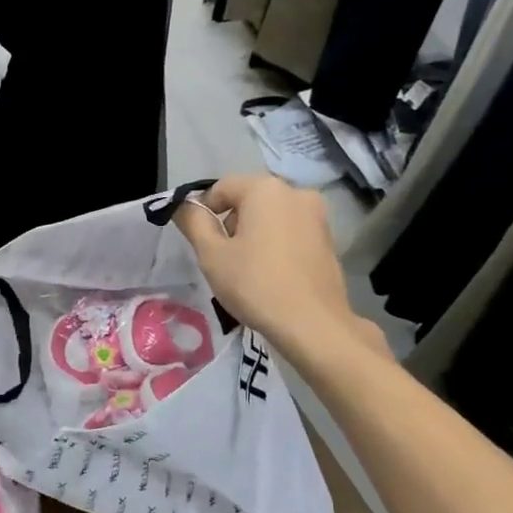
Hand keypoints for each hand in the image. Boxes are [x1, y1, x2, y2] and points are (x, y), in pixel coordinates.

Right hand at [174, 174, 362, 353]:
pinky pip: (291, 232)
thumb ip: (194, 223)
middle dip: (231, 222)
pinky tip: (271, 275)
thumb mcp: (212, 254)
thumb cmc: (255, 284)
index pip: (222, 187)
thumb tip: (184, 206)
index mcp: (265, 189)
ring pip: (271, 216)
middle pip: (249, 199)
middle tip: (222, 258)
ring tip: (246, 269)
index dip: (203, 210)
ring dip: (253, 234)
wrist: (312, 324)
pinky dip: (276, 245)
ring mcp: (317, 216)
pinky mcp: (328, 239)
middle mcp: (296, 192)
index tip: (198, 240)